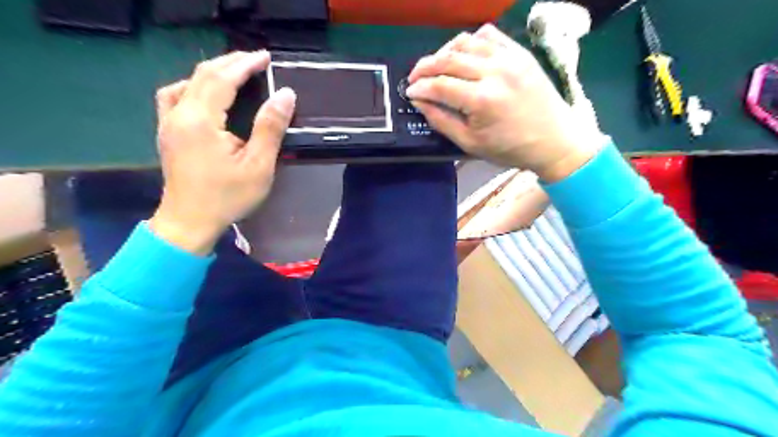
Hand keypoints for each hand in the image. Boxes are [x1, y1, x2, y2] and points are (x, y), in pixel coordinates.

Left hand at [150, 51, 296, 253]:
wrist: (189, 222)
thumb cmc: (227, 197)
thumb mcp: (258, 166)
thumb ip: (270, 128)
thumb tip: (285, 95)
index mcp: (200, 121)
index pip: (222, 79)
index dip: (245, 64)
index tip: (266, 57)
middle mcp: (179, 114)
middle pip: (203, 75)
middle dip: (230, 63)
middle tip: (256, 60)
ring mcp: (168, 123)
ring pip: (187, 82)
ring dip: (212, 72)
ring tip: (234, 73)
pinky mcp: (167, 132)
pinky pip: (175, 96)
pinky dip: (194, 86)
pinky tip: (205, 94)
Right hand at [410, 24, 603, 180]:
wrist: (554, 140)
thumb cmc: (510, 148)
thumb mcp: (470, 143)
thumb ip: (441, 121)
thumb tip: (419, 102)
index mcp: (482, 100)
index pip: (440, 85)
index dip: (419, 88)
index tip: (409, 93)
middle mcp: (495, 71)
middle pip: (448, 59)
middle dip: (425, 67)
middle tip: (414, 78)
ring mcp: (510, 57)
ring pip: (466, 42)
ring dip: (444, 52)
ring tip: (436, 66)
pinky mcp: (520, 52)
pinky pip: (489, 35)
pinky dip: (470, 42)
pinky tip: (464, 55)